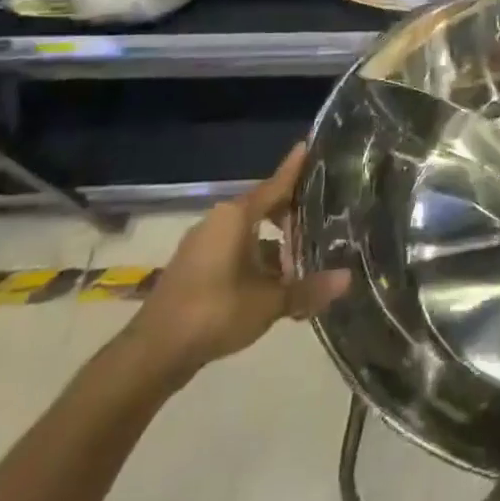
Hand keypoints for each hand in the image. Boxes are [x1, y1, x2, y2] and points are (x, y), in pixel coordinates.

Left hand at [122, 147, 349, 379]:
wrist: (152, 354)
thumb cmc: (215, 312)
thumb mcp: (269, 302)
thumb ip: (308, 289)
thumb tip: (347, 279)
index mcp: (236, 216)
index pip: (276, 184)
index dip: (296, 168)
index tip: (310, 146)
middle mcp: (218, 221)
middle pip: (264, 206)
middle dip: (292, 212)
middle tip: (324, 214)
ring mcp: (202, 244)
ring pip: (249, 232)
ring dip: (275, 241)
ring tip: (304, 254)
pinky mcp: (195, 267)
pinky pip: (235, 249)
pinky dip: (257, 257)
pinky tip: (275, 280)